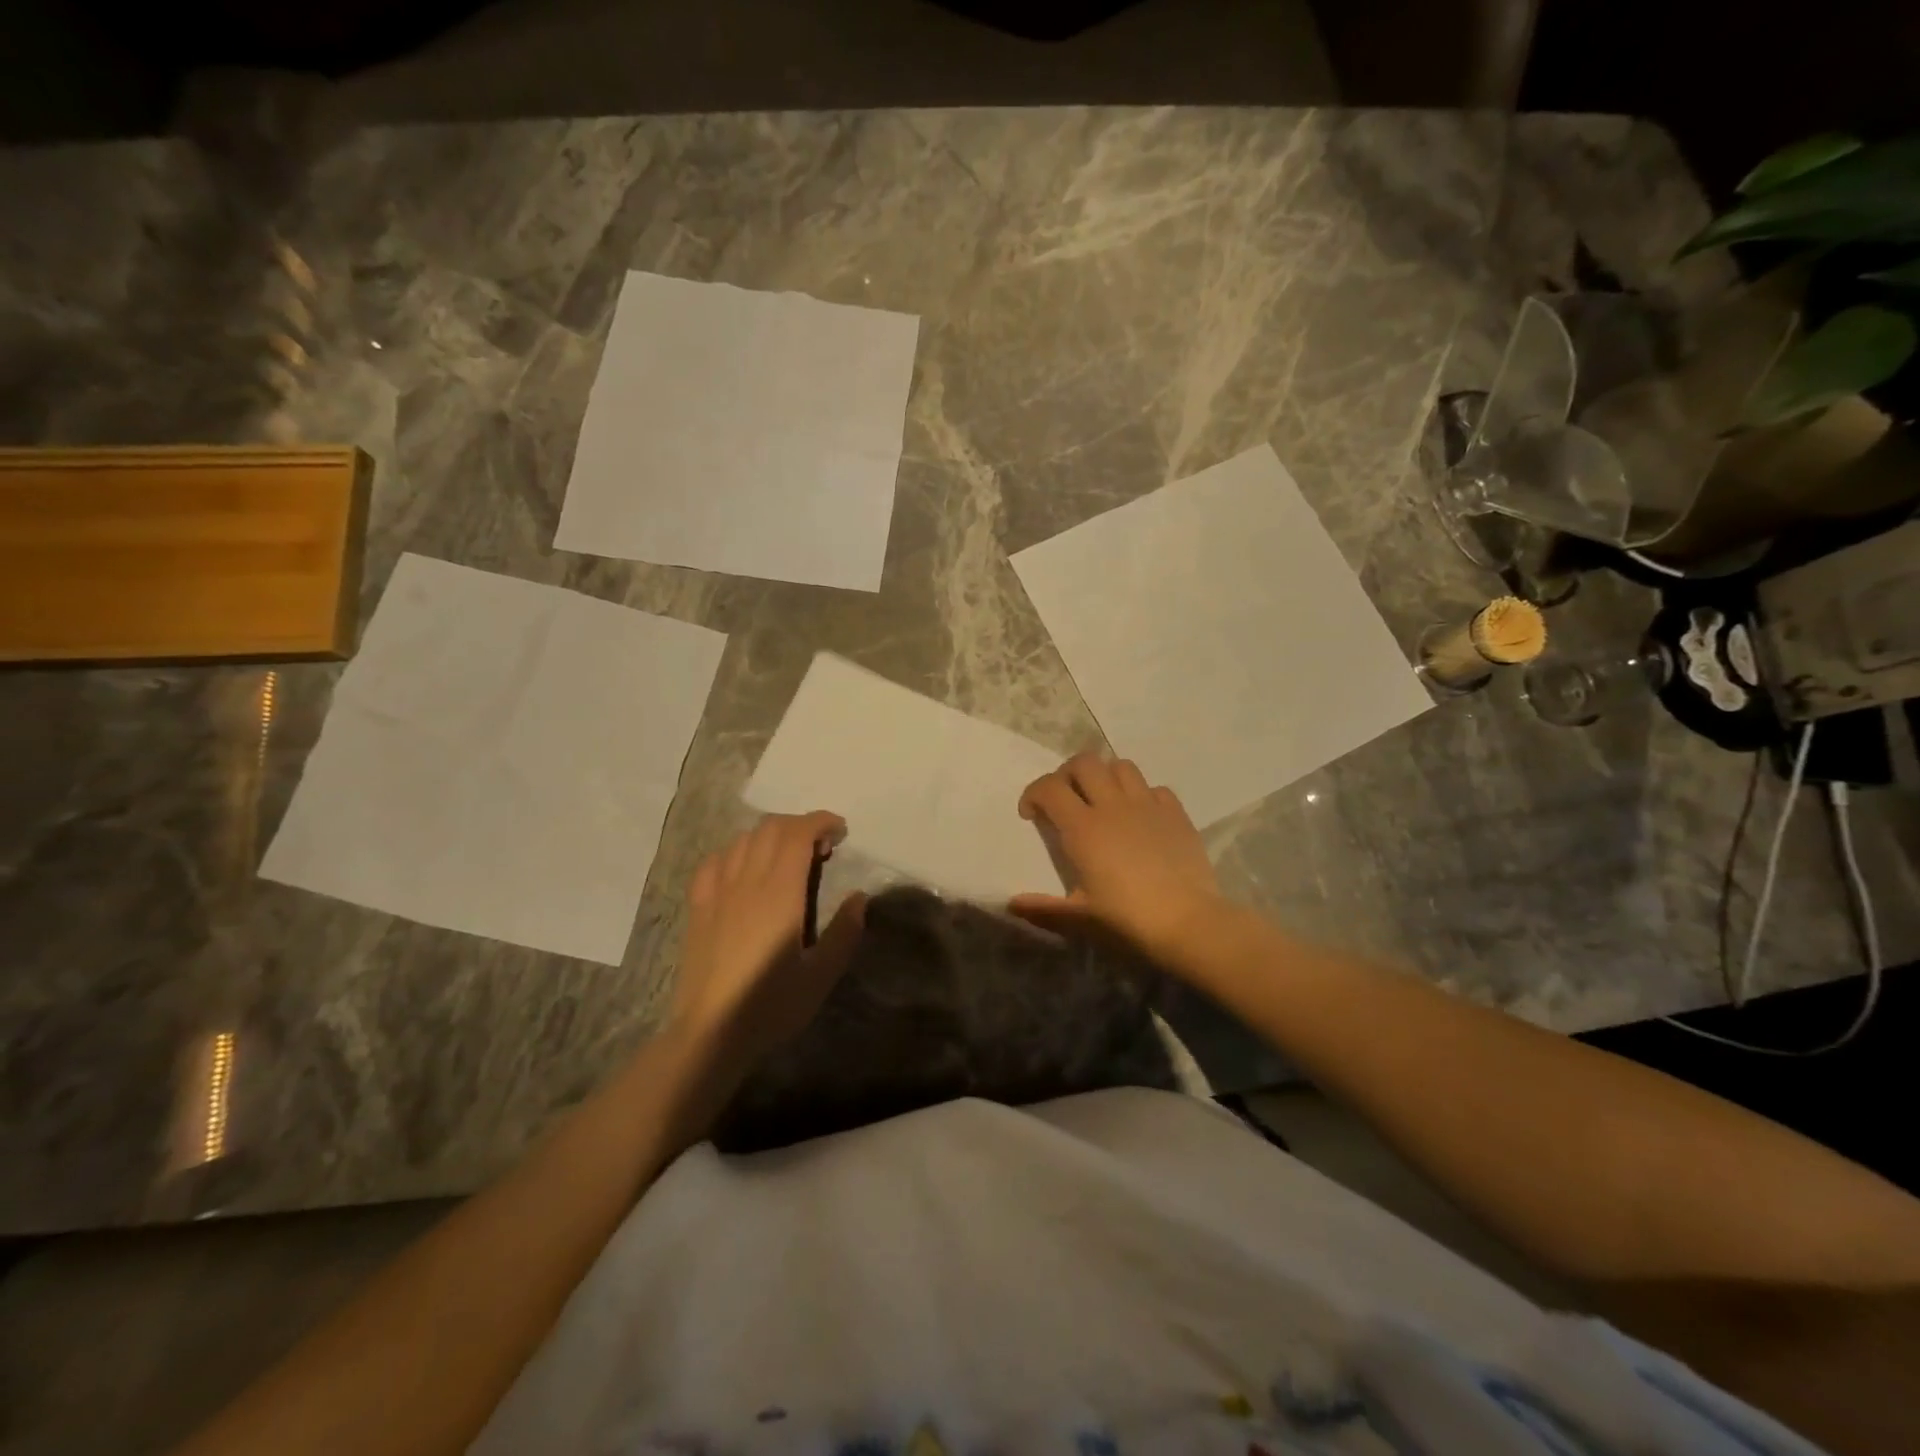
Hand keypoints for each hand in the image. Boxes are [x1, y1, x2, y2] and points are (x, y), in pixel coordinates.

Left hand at [667, 811, 865, 1064]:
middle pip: (771, 828)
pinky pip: (715, 861)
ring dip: (770, 836)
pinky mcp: (698, 907)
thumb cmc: (771, 1004)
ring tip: (787, 858)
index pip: (797, 833)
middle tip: (821, 848)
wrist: (710, 1032)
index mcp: (780, 892)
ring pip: (742, 839)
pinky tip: (744, 870)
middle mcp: (747, 881)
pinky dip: (736, 852)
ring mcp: (718, 891)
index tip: (841, 831)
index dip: (821, 821)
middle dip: (800, 825)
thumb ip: (845, 932)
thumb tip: (859, 898)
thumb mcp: (821, 975)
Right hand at [1012, 752, 1223, 957]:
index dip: (1033, 794)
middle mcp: (1113, 806)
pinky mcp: (1176, 814)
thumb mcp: (1079, 918)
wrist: (1188, 923)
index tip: (1030, 815)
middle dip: (1067, 774)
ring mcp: (1148, 806)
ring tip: (1102, 801)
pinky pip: (1154, 788)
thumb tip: (1012, 904)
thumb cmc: (1127, 920)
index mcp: (1083, 828)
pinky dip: (1141, 794)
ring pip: (1121, 766)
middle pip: (1084, 763)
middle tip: (1064, 800)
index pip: (1049, 788)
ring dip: (1105, 777)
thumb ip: (1043, 908)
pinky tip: (1140, 817)